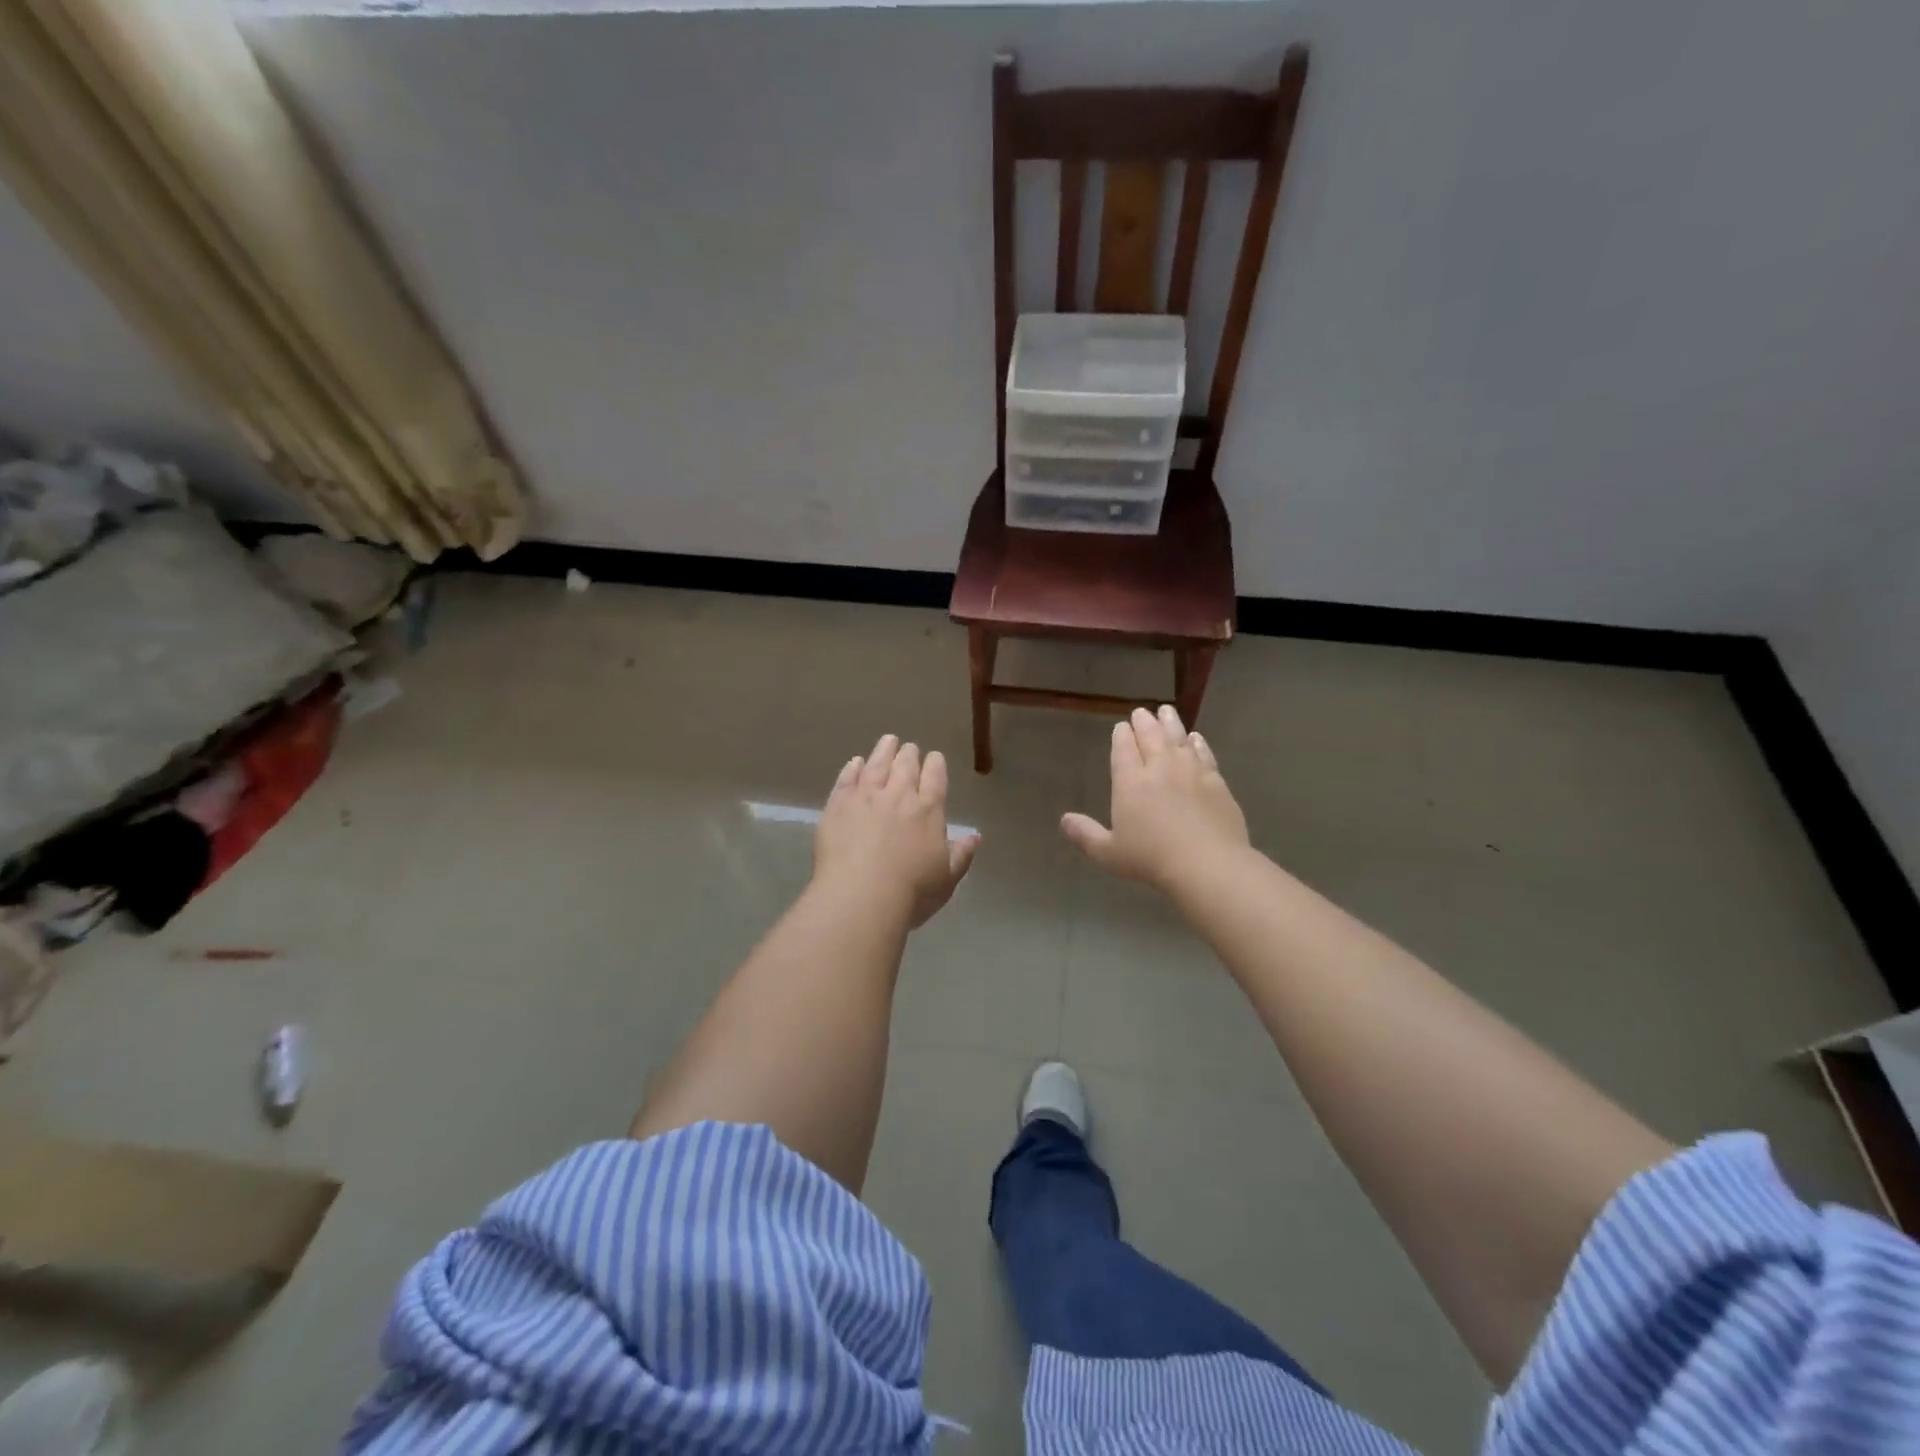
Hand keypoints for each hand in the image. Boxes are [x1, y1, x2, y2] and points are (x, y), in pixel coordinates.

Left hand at [815, 735, 980, 928]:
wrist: (861, 897)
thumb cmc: (912, 892)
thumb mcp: (947, 878)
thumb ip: (961, 854)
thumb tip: (975, 836)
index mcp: (928, 810)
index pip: (935, 777)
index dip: (935, 764)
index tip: (934, 757)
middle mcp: (898, 795)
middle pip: (905, 765)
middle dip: (909, 754)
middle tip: (909, 748)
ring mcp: (866, 796)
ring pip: (876, 764)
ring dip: (883, 750)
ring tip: (888, 740)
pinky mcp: (838, 804)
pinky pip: (847, 778)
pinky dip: (852, 767)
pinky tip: (855, 762)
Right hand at [1062, 706, 1248, 891]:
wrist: (1207, 863)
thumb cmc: (1151, 859)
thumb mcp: (1109, 854)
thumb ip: (1086, 835)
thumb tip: (1064, 820)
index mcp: (1130, 781)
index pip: (1123, 749)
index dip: (1121, 735)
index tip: (1121, 727)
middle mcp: (1159, 768)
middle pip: (1150, 736)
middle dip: (1143, 722)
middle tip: (1141, 712)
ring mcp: (1190, 771)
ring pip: (1178, 738)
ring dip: (1170, 723)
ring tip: (1166, 711)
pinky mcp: (1216, 781)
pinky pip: (1204, 754)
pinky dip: (1198, 743)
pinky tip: (1196, 738)